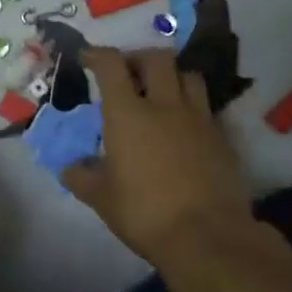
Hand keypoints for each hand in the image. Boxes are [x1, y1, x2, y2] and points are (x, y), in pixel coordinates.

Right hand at [64, 49, 256, 263]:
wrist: (208, 236)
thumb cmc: (144, 213)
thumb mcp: (101, 199)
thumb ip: (81, 178)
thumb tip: (68, 168)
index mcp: (128, 114)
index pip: (111, 65)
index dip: (97, 55)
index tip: (87, 57)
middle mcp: (164, 105)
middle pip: (157, 59)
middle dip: (138, 58)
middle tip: (128, 73)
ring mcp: (198, 119)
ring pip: (189, 75)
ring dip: (171, 76)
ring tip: (161, 92)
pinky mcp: (222, 138)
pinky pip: (206, 107)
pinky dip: (192, 106)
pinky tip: (183, 126)